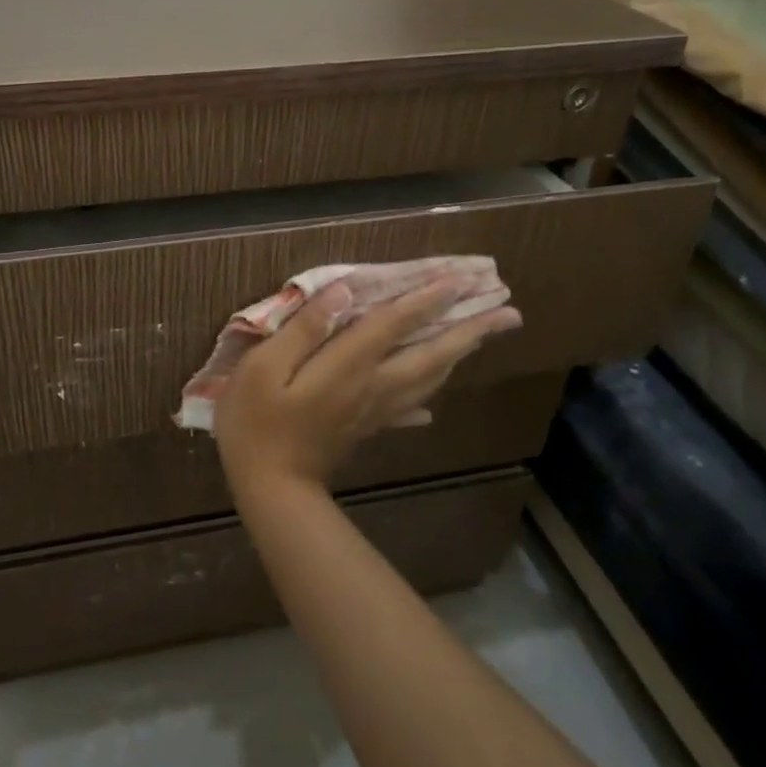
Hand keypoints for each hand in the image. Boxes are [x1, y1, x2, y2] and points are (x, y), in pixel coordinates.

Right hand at [214, 278, 518, 497]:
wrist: (270, 488)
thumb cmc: (257, 422)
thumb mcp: (263, 368)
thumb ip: (304, 330)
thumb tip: (343, 293)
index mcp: (348, 366)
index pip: (395, 324)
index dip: (427, 298)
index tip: (460, 278)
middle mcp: (373, 386)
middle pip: (430, 354)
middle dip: (470, 331)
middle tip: (509, 313)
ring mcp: (374, 410)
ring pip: (427, 379)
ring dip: (458, 355)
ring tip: (482, 338)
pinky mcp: (367, 429)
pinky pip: (408, 410)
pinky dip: (425, 400)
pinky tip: (432, 406)